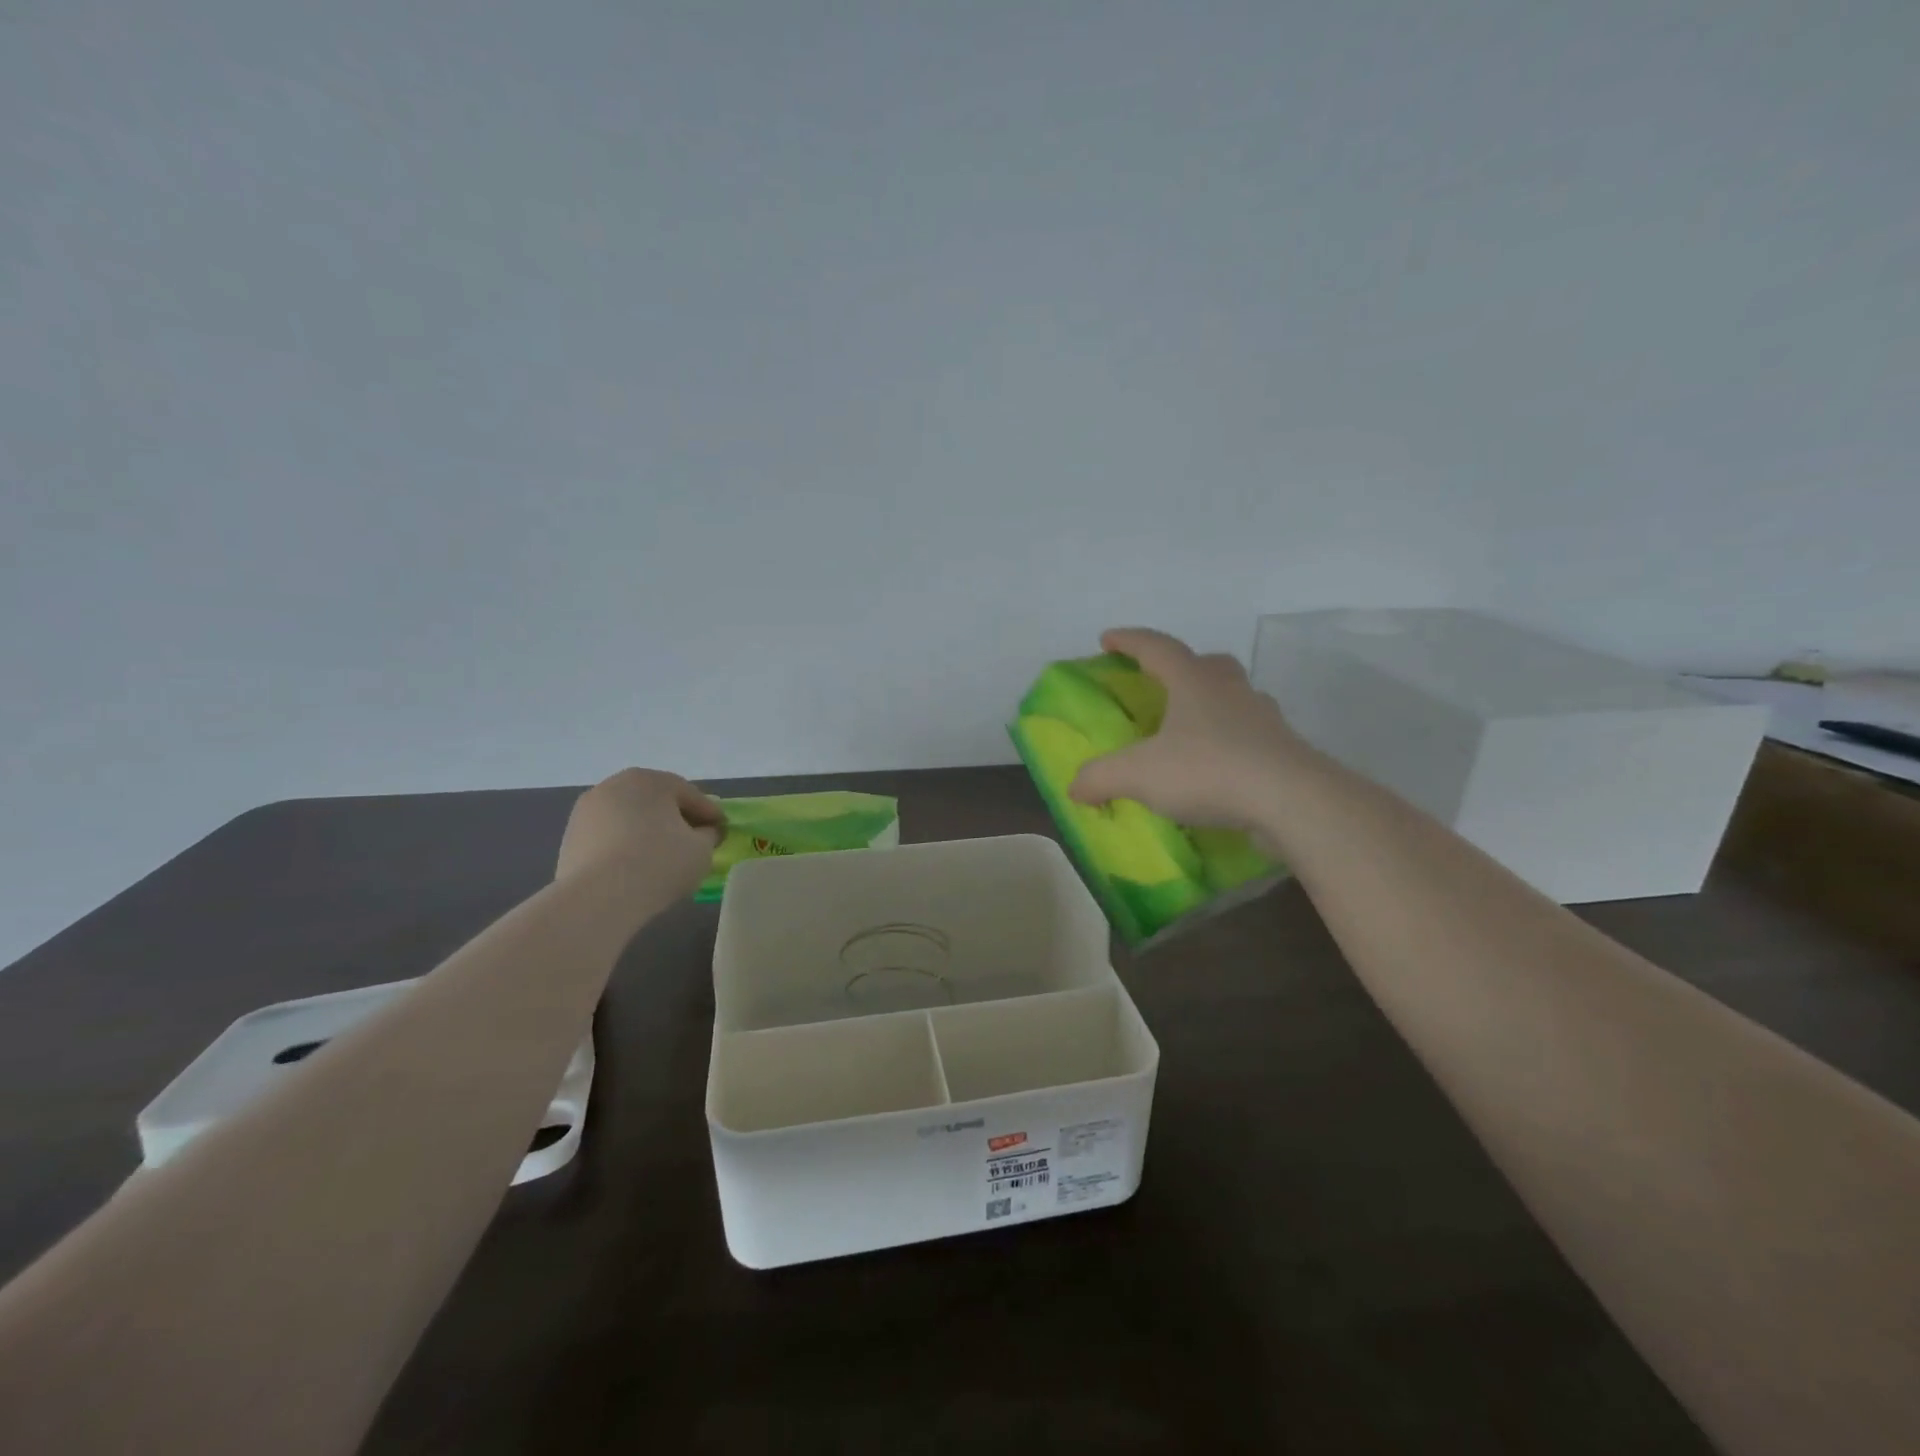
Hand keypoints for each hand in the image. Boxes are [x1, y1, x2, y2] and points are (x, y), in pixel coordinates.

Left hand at [555, 768, 725, 892]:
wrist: (598, 898)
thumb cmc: (659, 863)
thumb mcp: (702, 849)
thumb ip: (708, 835)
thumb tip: (704, 832)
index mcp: (650, 780)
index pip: (690, 795)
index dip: (711, 814)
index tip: (723, 831)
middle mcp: (614, 785)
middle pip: (656, 802)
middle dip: (677, 819)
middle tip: (695, 842)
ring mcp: (587, 811)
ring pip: (630, 819)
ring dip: (648, 832)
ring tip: (663, 858)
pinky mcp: (570, 838)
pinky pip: (610, 837)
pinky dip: (625, 847)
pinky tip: (636, 868)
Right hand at [1069, 628, 1309, 831]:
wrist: (1291, 800)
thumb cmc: (1208, 770)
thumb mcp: (1139, 775)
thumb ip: (1100, 777)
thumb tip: (1074, 787)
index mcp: (1193, 682)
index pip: (1157, 647)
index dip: (1129, 641)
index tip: (1107, 639)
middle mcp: (1231, 690)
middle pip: (1207, 664)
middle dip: (1183, 667)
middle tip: (1164, 683)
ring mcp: (1264, 718)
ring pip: (1235, 698)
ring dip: (1212, 705)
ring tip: (1192, 731)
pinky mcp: (1284, 751)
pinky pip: (1251, 736)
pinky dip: (1231, 744)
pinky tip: (1219, 769)